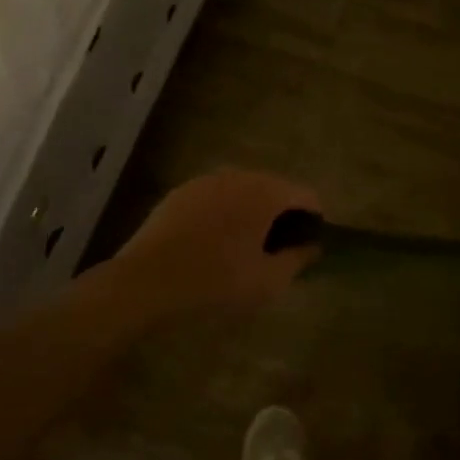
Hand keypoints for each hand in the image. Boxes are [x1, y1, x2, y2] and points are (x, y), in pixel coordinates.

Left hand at [100, 169, 321, 327]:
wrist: (144, 284)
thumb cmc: (216, 282)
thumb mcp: (268, 281)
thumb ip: (298, 259)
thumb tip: (312, 246)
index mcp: (266, 192)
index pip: (307, 196)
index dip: (315, 221)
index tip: (309, 249)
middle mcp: (240, 176)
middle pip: (276, 189)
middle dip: (284, 215)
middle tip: (279, 251)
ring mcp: (206, 181)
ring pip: (245, 191)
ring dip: (253, 213)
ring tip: (247, 248)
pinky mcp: (181, 193)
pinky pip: (217, 198)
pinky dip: (225, 213)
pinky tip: (215, 243)